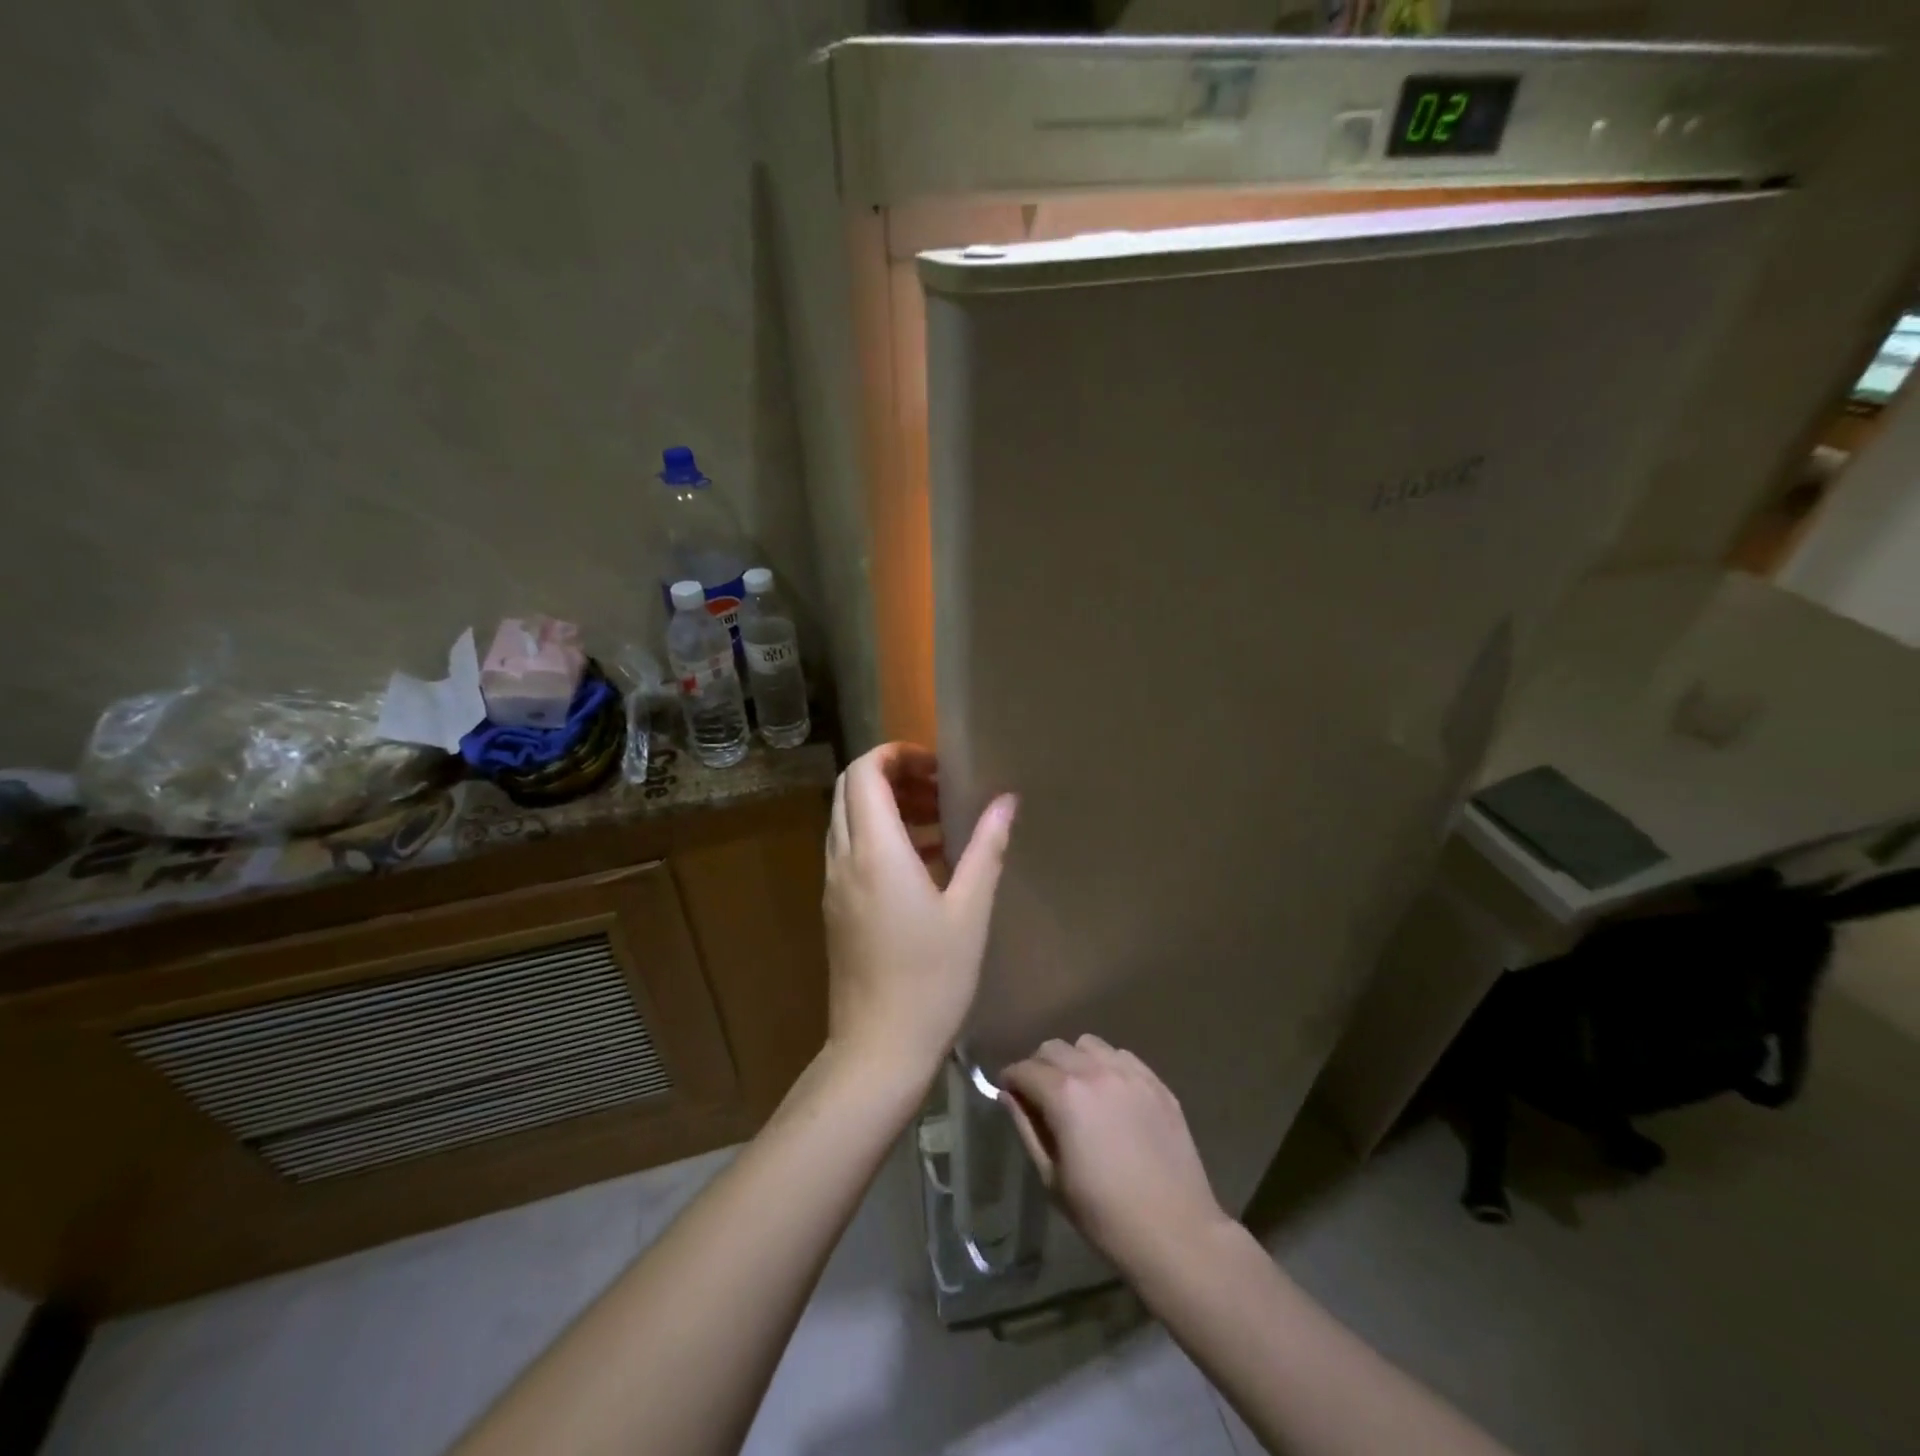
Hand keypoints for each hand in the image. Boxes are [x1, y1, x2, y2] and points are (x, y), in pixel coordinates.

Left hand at [822, 742, 1016, 1083]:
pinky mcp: (835, 908)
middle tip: (940, 789)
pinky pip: (851, 851)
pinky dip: (880, 838)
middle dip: (893, 776)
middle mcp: (844, 859)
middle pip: (851, 790)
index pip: (864, 772)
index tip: (936, 766)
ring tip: (940, 823)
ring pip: (849, 820)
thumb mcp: (970, 911)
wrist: (878, 1048)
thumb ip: (986, 848)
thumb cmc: (931, 979)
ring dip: (888, 807)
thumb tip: (1006, 800)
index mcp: (875, 852)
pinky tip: (926, 863)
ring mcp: (834, 884)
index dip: (896, 755)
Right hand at [1001, 1036, 1230, 1275]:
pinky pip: (1121, 1056)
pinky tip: (1110, 1094)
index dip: (1011, 1079)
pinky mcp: (1156, 1083)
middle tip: (1039, 1094)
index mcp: (1065, 1096)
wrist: (1176, 1232)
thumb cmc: (1105, 1215)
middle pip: (1054, 1048)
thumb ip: (1027, 1129)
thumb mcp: (1052, 1178)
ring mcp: (1130, 1073)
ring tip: (1077, 1089)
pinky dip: (1106, 1065)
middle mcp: (1096, 1071)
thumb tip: (1008, 1096)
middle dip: (1039, 1066)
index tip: (1008, 1092)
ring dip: (1074, 1060)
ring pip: (1088, 1044)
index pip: (1025, 1069)